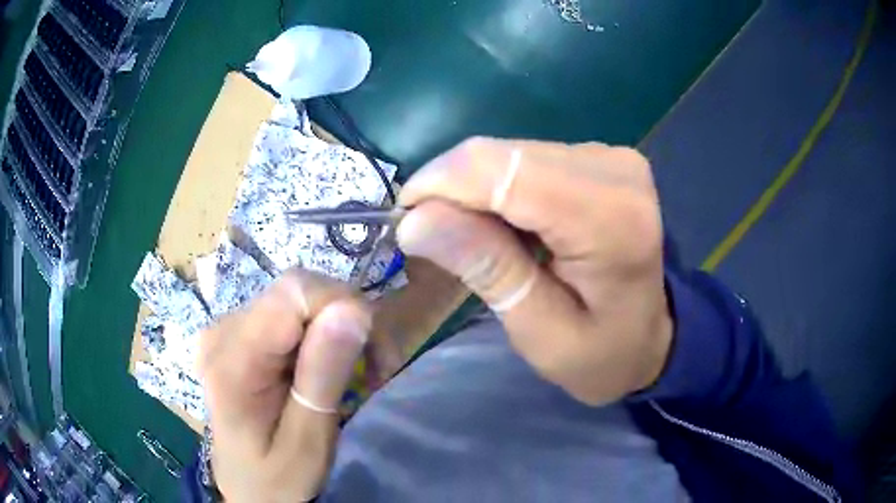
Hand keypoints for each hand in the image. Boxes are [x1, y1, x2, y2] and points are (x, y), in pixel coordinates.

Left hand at [200, 270, 370, 501]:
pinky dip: (321, 334)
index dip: (342, 307)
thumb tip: (353, 308)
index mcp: (231, 361)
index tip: (374, 356)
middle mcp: (222, 331)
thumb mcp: (307, 442)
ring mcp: (228, 329)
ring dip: (337, 328)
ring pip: (297, 299)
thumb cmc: (277, 479)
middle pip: (296, 291)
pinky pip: (289, 315)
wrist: (248, 489)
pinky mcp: (240, 334)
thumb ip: (322, 377)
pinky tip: (328, 366)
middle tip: (375, 369)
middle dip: (346, 319)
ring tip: (357, 372)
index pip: (293, 293)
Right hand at [397, 138, 671, 404]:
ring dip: (476, 190)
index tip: (408, 221)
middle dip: (454, 191)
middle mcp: (616, 171)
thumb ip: (488, 271)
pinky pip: (526, 156)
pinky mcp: (601, 156)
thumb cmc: (602, 353)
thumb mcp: (542, 334)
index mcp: (611, 221)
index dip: (442, 185)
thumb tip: (415, 220)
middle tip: (440, 241)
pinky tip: (508, 224)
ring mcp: (611, 157)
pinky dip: (500, 187)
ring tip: (478, 240)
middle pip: (502, 155)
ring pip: (508, 151)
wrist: (651, 336)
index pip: (505, 172)